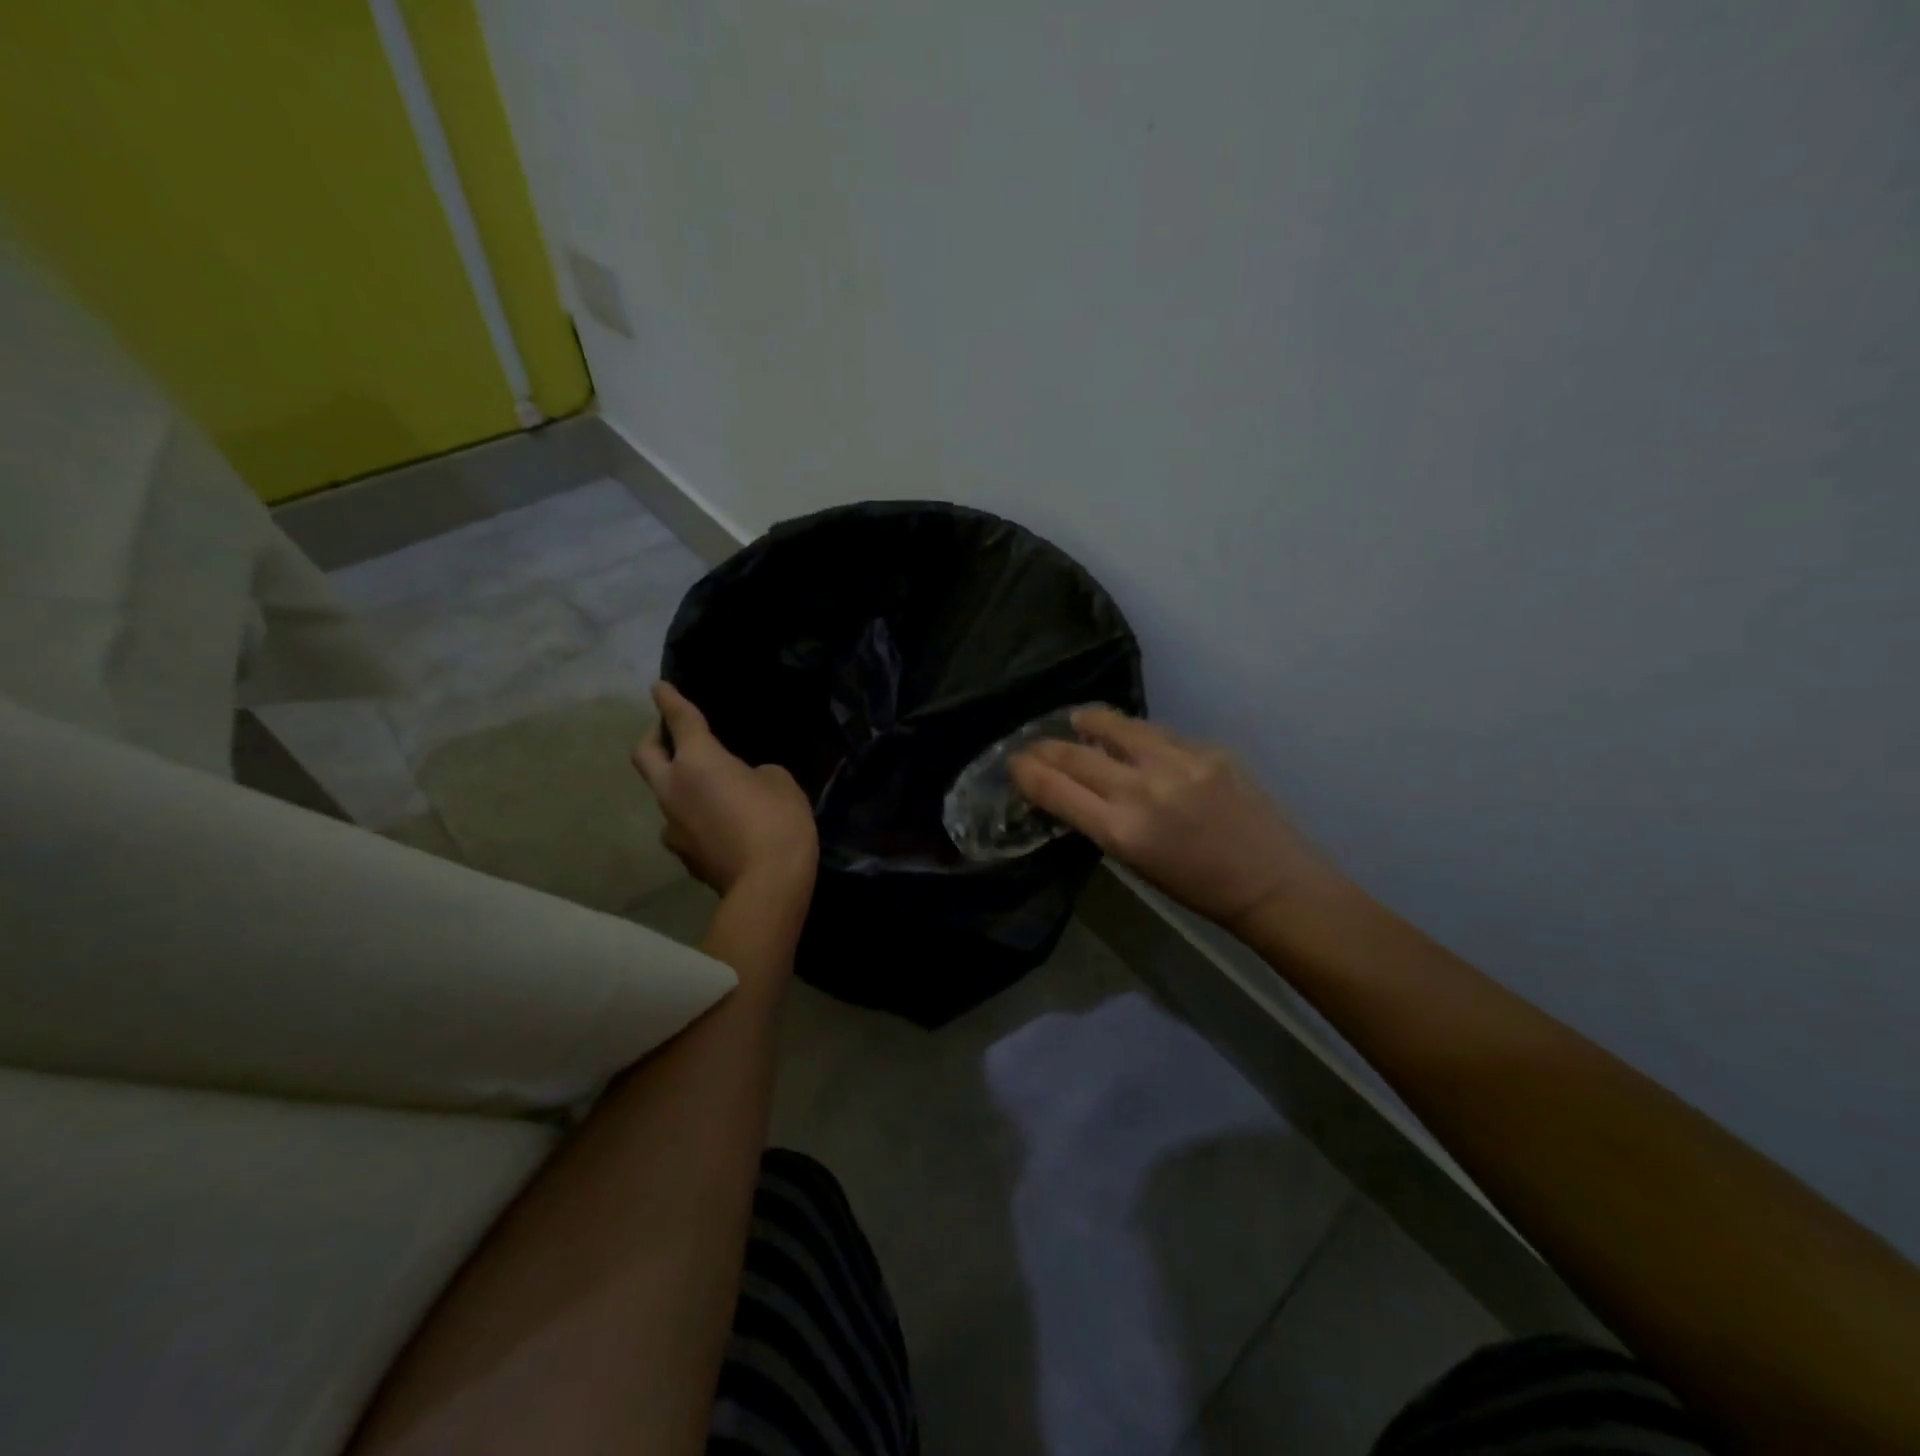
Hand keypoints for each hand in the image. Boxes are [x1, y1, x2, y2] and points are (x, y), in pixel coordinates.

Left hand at [632, 682, 817, 907]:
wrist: (768, 885)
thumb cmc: (777, 820)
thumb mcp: (779, 780)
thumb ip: (753, 773)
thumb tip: (742, 783)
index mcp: (697, 761)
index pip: (678, 719)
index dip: (669, 699)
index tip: (659, 687)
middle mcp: (673, 789)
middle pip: (644, 755)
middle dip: (653, 737)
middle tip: (669, 732)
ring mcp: (672, 826)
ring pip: (662, 793)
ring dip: (676, 782)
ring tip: (706, 786)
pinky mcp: (683, 855)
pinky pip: (681, 824)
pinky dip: (693, 816)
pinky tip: (717, 823)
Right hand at [1010, 708, 1344, 936]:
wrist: (1270, 882)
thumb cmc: (1196, 887)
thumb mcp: (1134, 861)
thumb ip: (1100, 820)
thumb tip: (1071, 788)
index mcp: (1122, 831)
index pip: (1056, 789)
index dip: (1027, 771)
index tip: (1014, 763)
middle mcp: (1144, 789)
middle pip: (1076, 754)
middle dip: (1045, 747)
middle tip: (1033, 745)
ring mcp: (1179, 763)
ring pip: (1116, 726)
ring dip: (1089, 723)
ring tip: (1077, 720)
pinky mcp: (1208, 749)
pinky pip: (1157, 733)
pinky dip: (1135, 735)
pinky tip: (1132, 738)